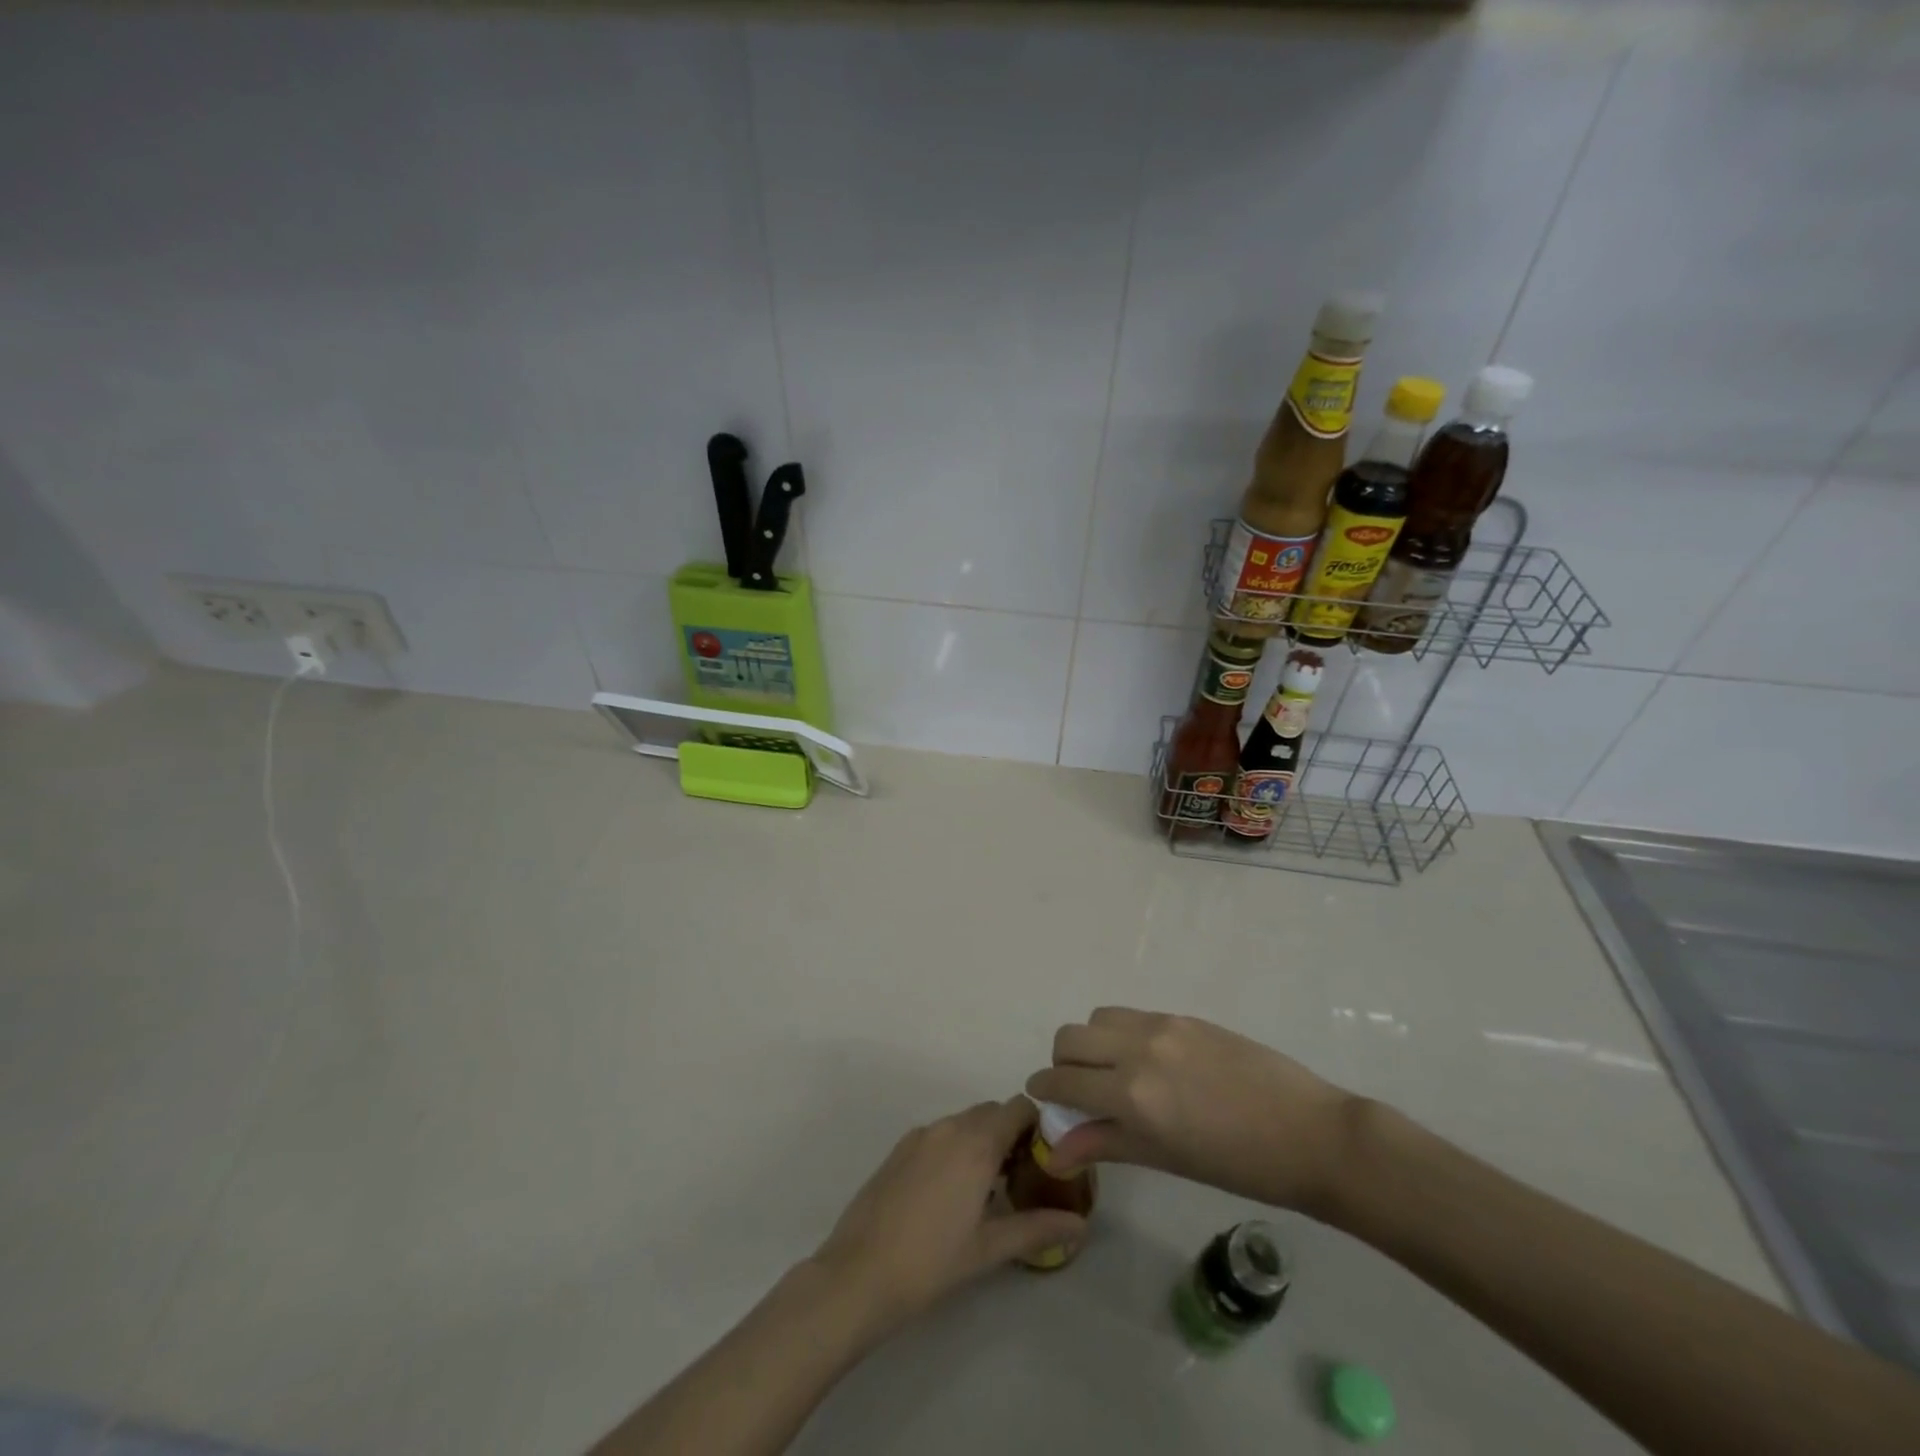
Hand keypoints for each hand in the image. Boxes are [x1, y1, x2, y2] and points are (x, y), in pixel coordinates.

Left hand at [809, 1098, 1087, 1338]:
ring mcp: (920, 1135)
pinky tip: (951, 1193)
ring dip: (982, 1141)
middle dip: (1011, 1135)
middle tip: (1022, 1177)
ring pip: (964, 1123)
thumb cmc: (930, 1262)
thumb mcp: (989, 1249)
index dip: (1037, 1126)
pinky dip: (955, 1148)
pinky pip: (939, 1135)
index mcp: (976, 1143)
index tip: (1046, 1158)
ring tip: (989, 1189)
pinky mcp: (899, 1148)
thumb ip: (1036, 1229)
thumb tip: (1079, 1226)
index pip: (1018, 1108)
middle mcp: (949, 1127)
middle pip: (992, 1112)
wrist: (858, 1274)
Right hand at [1026, 1007, 1358, 1214]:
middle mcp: (1138, 1049)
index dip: (1044, 1088)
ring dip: (1091, 1042)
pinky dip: (1122, 1034)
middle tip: (1078, 1089)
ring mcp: (1163, 1026)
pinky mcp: (1185, 1016)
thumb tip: (1055, 1150)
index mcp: (1132, 1094)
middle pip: (1070, 1037)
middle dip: (1063, 1062)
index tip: (1042, 1098)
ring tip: (1113, 1071)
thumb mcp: (1165, 1159)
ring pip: (1099, 1017)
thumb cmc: (1238, 1165)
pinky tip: (1149, 1062)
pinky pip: (1134, 1016)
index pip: (1064, 1080)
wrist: (1309, 1133)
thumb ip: (1105, 1144)